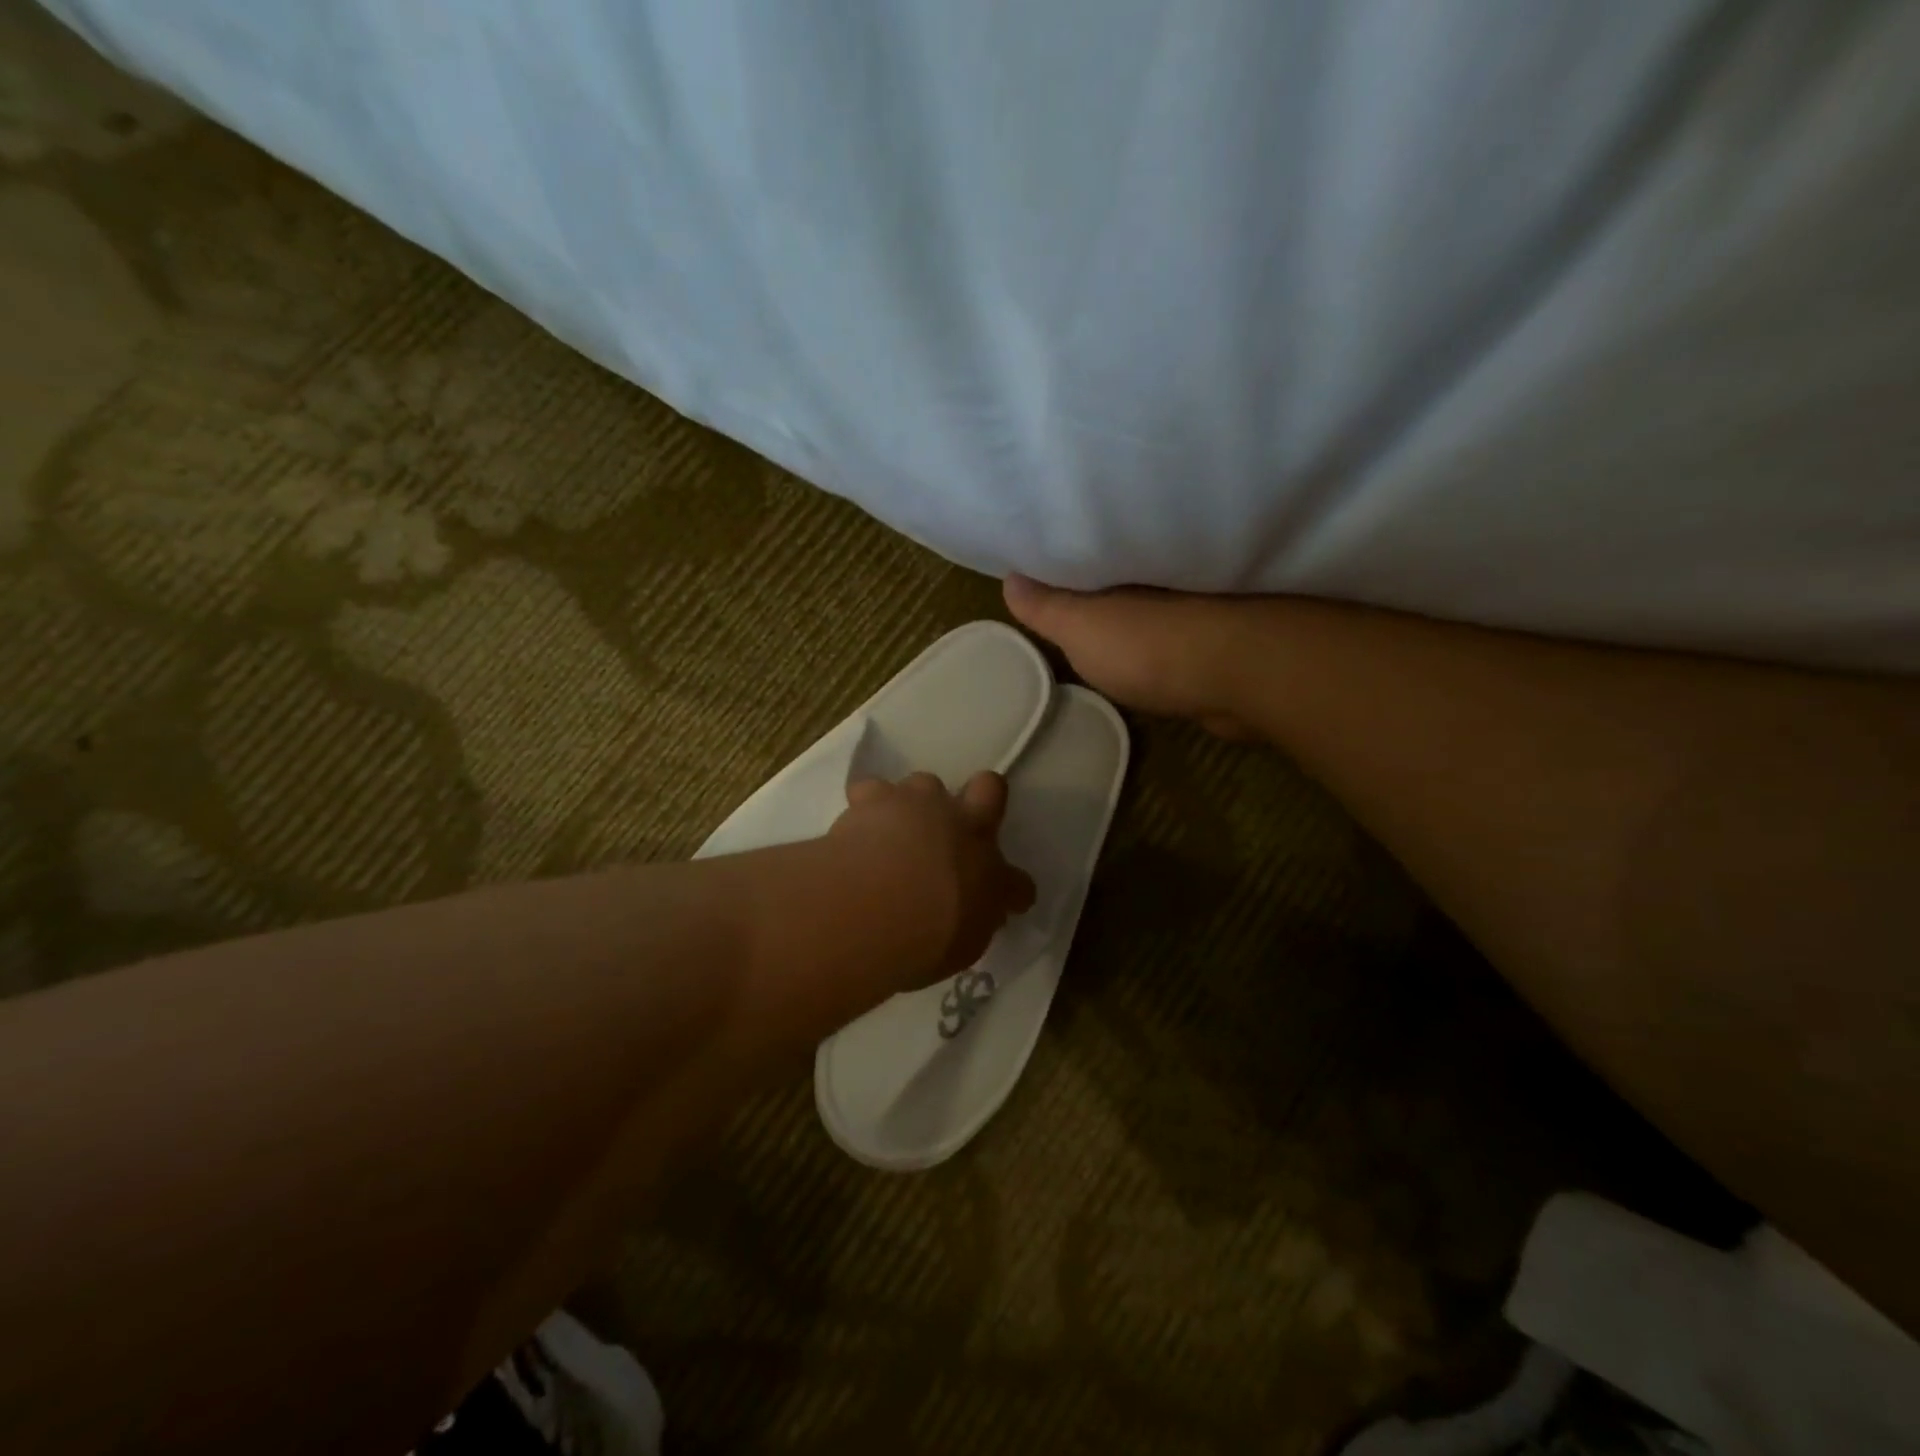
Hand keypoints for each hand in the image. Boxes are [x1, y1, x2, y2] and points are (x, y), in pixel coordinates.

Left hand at [830, 771, 1035, 988]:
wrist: (872, 906)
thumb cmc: (922, 941)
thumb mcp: (960, 948)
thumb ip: (971, 924)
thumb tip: (974, 915)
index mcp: (990, 873)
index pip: (1018, 882)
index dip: (1014, 889)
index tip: (1004, 901)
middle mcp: (962, 827)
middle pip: (989, 789)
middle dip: (981, 800)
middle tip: (956, 831)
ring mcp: (918, 804)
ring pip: (927, 783)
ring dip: (918, 804)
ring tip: (896, 831)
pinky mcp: (873, 799)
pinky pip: (871, 791)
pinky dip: (866, 807)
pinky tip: (856, 828)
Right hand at [1003, 574, 1258, 737]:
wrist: (1239, 675)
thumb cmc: (1146, 644)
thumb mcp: (1079, 626)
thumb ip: (1045, 606)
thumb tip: (1009, 578)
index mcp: (1126, 560)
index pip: (1088, 549)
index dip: (1063, 557)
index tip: (1039, 562)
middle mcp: (1162, 573)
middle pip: (1120, 573)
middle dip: (1098, 582)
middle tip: (1064, 594)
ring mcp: (1194, 605)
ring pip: (1152, 603)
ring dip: (1133, 611)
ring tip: (1099, 624)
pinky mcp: (1217, 639)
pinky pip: (1177, 631)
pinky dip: (1161, 638)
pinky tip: (1147, 654)